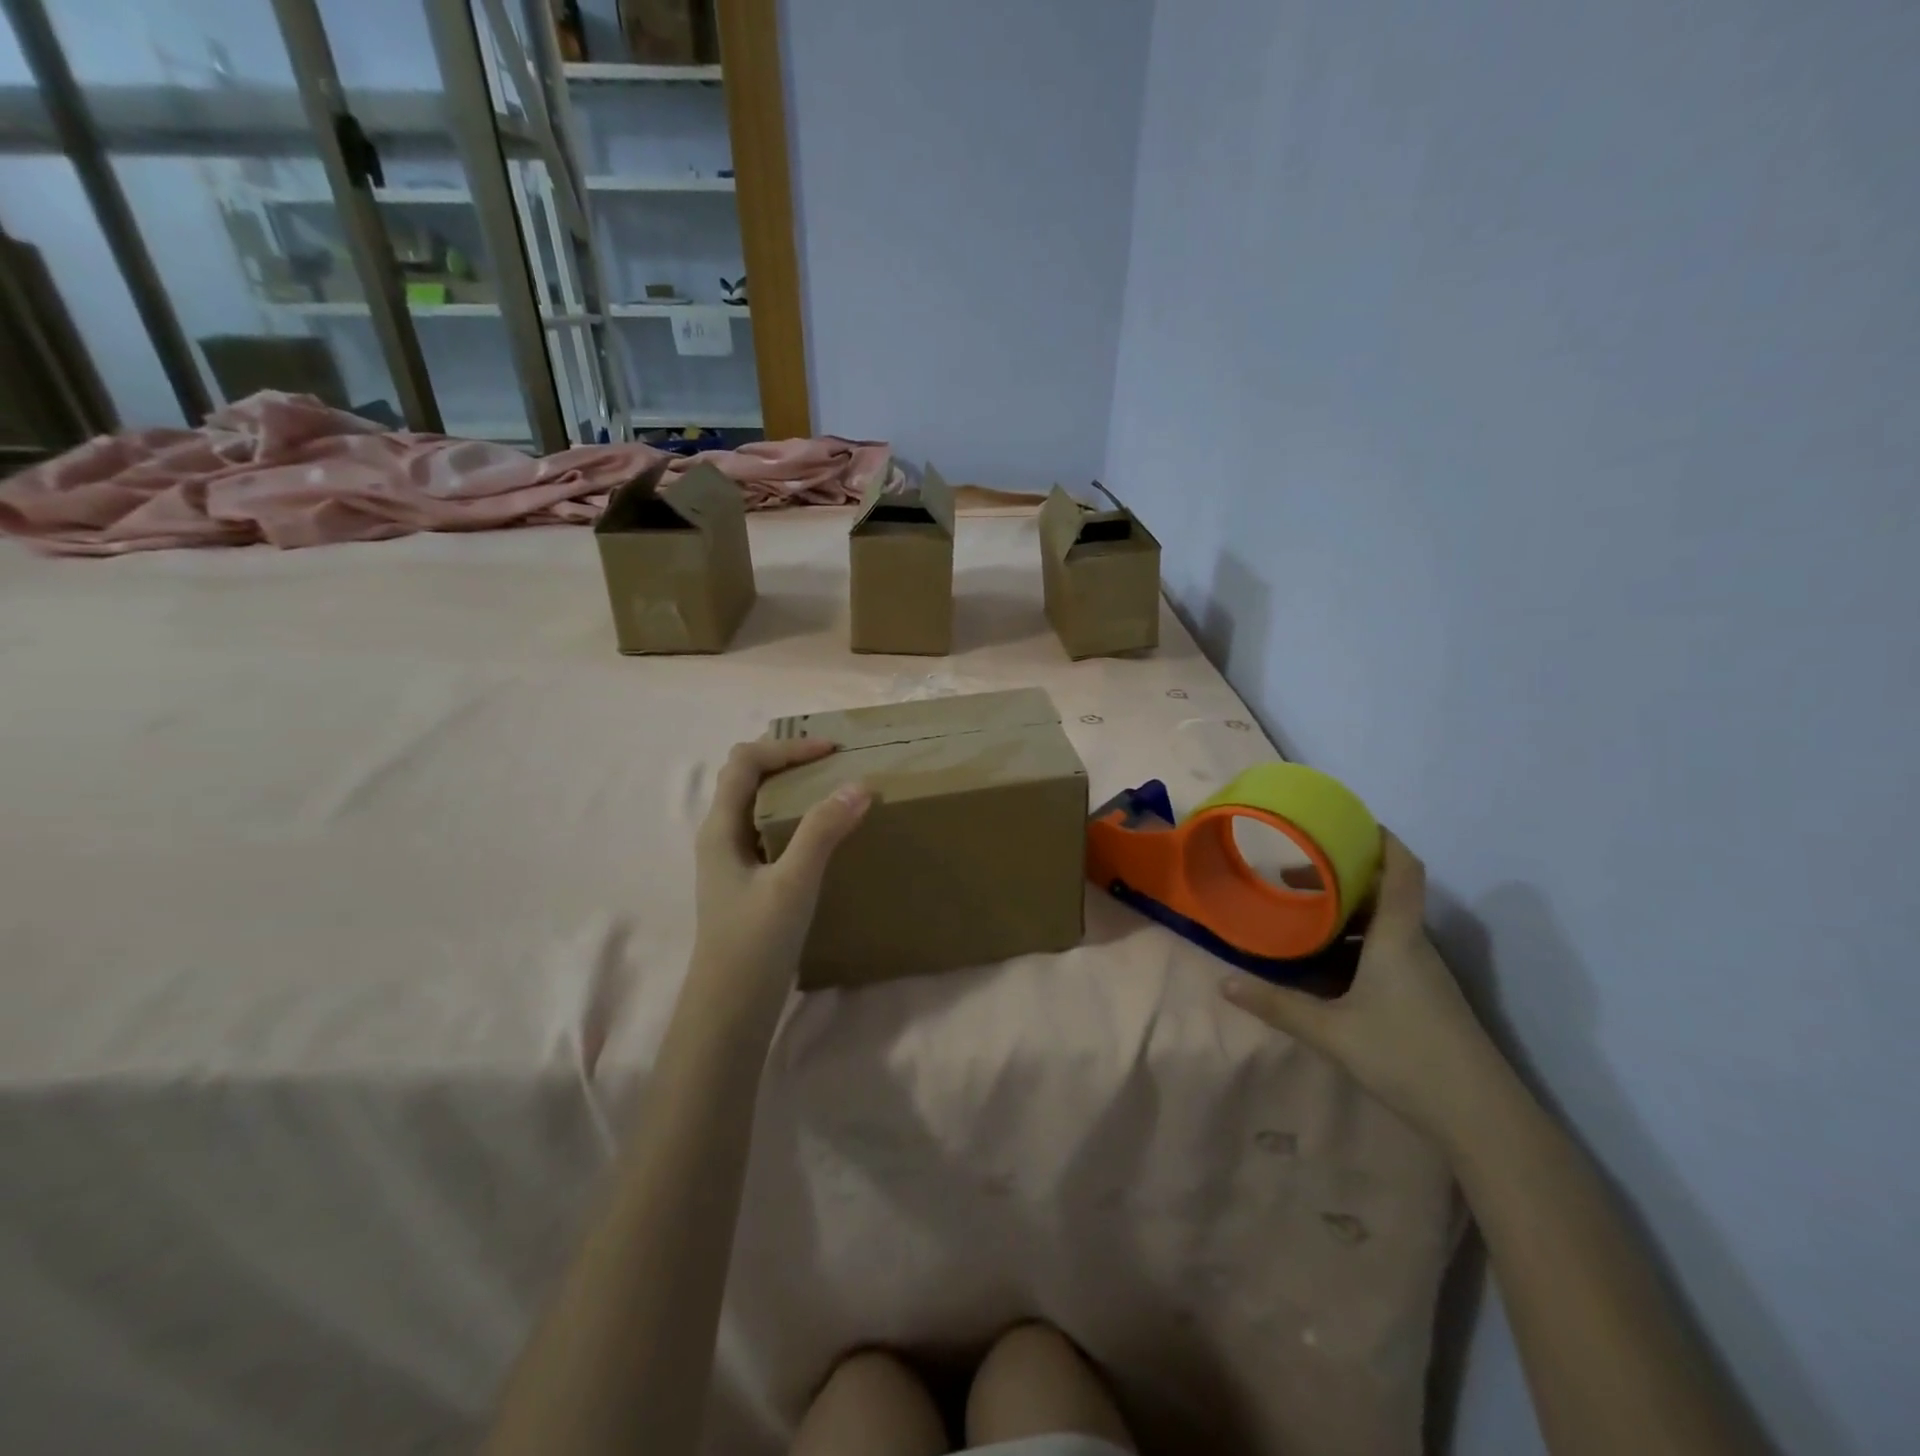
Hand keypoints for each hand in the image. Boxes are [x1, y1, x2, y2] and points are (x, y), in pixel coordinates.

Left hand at [692, 738, 870, 996]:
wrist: (731, 1008)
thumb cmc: (755, 943)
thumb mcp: (793, 883)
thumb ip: (822, 832)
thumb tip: (858, 785)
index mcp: (721, 827)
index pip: (746, 761)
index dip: (787, 747)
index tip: (832, 752)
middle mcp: (721, 835)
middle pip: (749, 777)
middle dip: (789, 760)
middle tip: (834, 763)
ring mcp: (734, 859)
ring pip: (760, 803)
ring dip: (794, 788)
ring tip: (834, 791)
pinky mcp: (749, 880)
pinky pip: (770, 830)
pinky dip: (797, 817)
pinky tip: (825, 835)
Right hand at [1219, 832, 1509, 1144]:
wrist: (1482, 1118)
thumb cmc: (1406, 1057)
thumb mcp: (1331, 1032)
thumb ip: (1276, 1005)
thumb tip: (1223, 983)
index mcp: (1397, 937)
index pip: (1401, 868)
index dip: (1380, 837)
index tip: (1346, 821)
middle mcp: (1413, 945)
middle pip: (1381, 893)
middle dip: (1337, 879)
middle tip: (1288, 880)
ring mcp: (1422, 972)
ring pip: (1382, 924)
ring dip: (1343, 914)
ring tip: (1298, 919)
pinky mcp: (1423, 995)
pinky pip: (1386, 951)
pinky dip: (1354, 943)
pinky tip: (1323, 966)